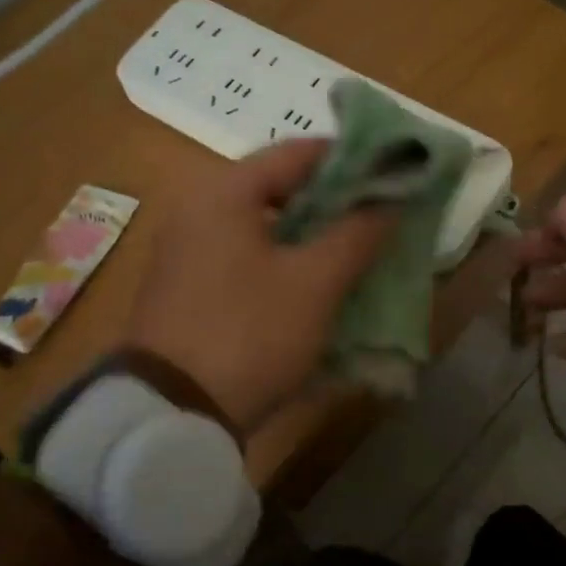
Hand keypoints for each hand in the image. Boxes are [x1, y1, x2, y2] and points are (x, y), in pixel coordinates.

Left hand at [125, 139, 392, 432]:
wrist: (172, 413)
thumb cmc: (250, 334)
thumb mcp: (314, 283)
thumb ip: (356, 234)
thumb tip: (390, 201)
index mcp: (224, 191)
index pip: (298, 152)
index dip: (351, 160)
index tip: (393, 176)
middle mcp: (198, 207)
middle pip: (279, 187)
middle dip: (334, 201)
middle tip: (380, 216)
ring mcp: (187, 248)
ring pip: (264, 225)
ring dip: (311, 233)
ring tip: (357, 249)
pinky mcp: (187, 285)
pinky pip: (246, 255)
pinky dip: (283, 259)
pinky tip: (316, 282)